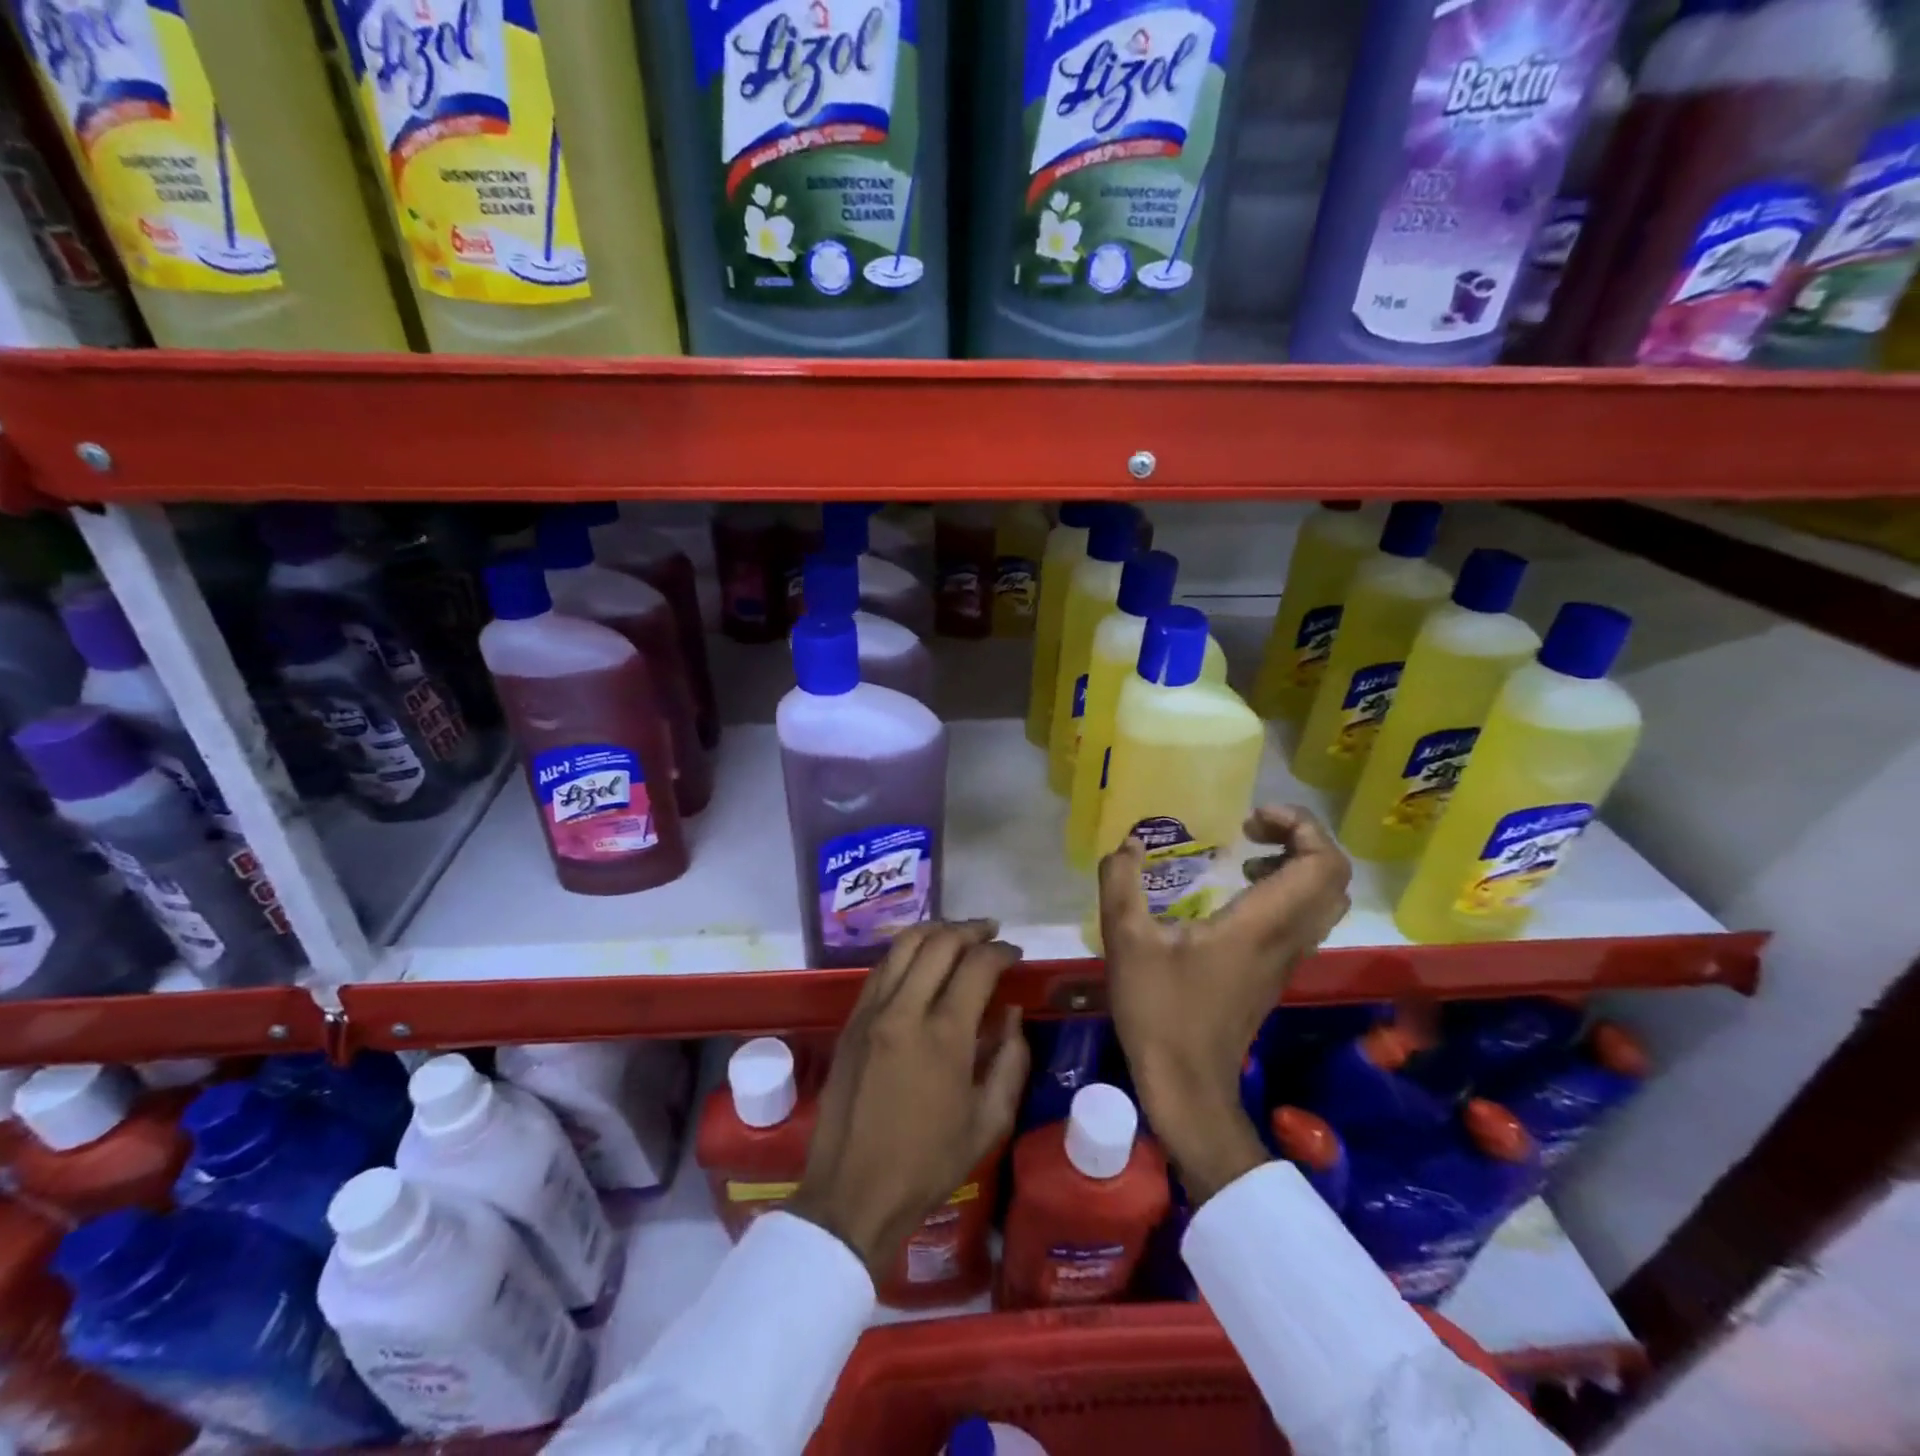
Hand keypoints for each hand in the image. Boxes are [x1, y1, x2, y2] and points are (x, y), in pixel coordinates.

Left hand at [790, 921, 1030, 1278]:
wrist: (852, 1193)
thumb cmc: (927, 1165)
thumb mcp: (988, 1123)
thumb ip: (1010, 1063)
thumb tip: (1012, 1016)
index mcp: (944, 1036)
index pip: (977, 966)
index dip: (1001, 951)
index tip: (1015, 952)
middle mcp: (904, 1011)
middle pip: (938, 943)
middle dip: (970, 930)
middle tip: (990, 932)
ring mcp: (871, 1012)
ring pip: (903, 946)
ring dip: (934, 931)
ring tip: (956, 935)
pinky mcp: (850, 1022)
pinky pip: (880, 969)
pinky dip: (905, 953)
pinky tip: (919, 960)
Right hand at [1100, 805, 1351, 1205]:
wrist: (1187, 1086)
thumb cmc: (1159, 1011)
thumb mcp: (1126, 941)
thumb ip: (1121, 882)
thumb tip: (1130, 843)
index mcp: (1261, 925)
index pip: (1322, 864)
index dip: (1301, 826)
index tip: (1250, 819)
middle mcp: (1287, 938)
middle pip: (1332, 877)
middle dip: (1300, 839)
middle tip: (1249, 830)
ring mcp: (1286, 959)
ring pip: (1323, 900)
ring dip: (1295, 865)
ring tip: (1243, 856)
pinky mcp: (1275, 973)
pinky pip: (1303, 919)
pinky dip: (1284, 891)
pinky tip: (1234, 894)